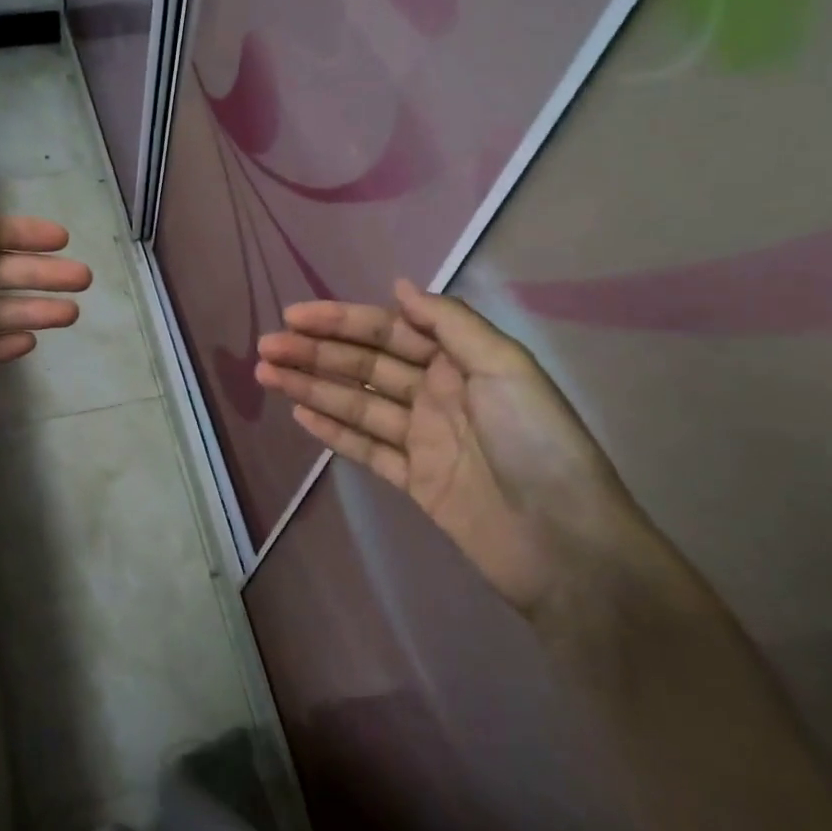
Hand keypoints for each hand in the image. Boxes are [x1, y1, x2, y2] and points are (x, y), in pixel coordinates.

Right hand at [256, 279, 670, 622]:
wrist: (565, 544)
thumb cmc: (537, 443)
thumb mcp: (504, 367)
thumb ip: (450, 323)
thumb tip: (400, 286)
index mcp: (458, 362)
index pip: (387, 331)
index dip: (340, 322)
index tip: (294, 317)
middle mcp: (436, 394)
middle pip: (364, 366)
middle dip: (315, 354)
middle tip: (266, 348)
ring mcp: (423, 439)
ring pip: (357, 405)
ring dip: (312, 388)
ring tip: (266, 375)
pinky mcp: (416, 481)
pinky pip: (367, 449)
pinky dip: (334, 431)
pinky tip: (300, 416)